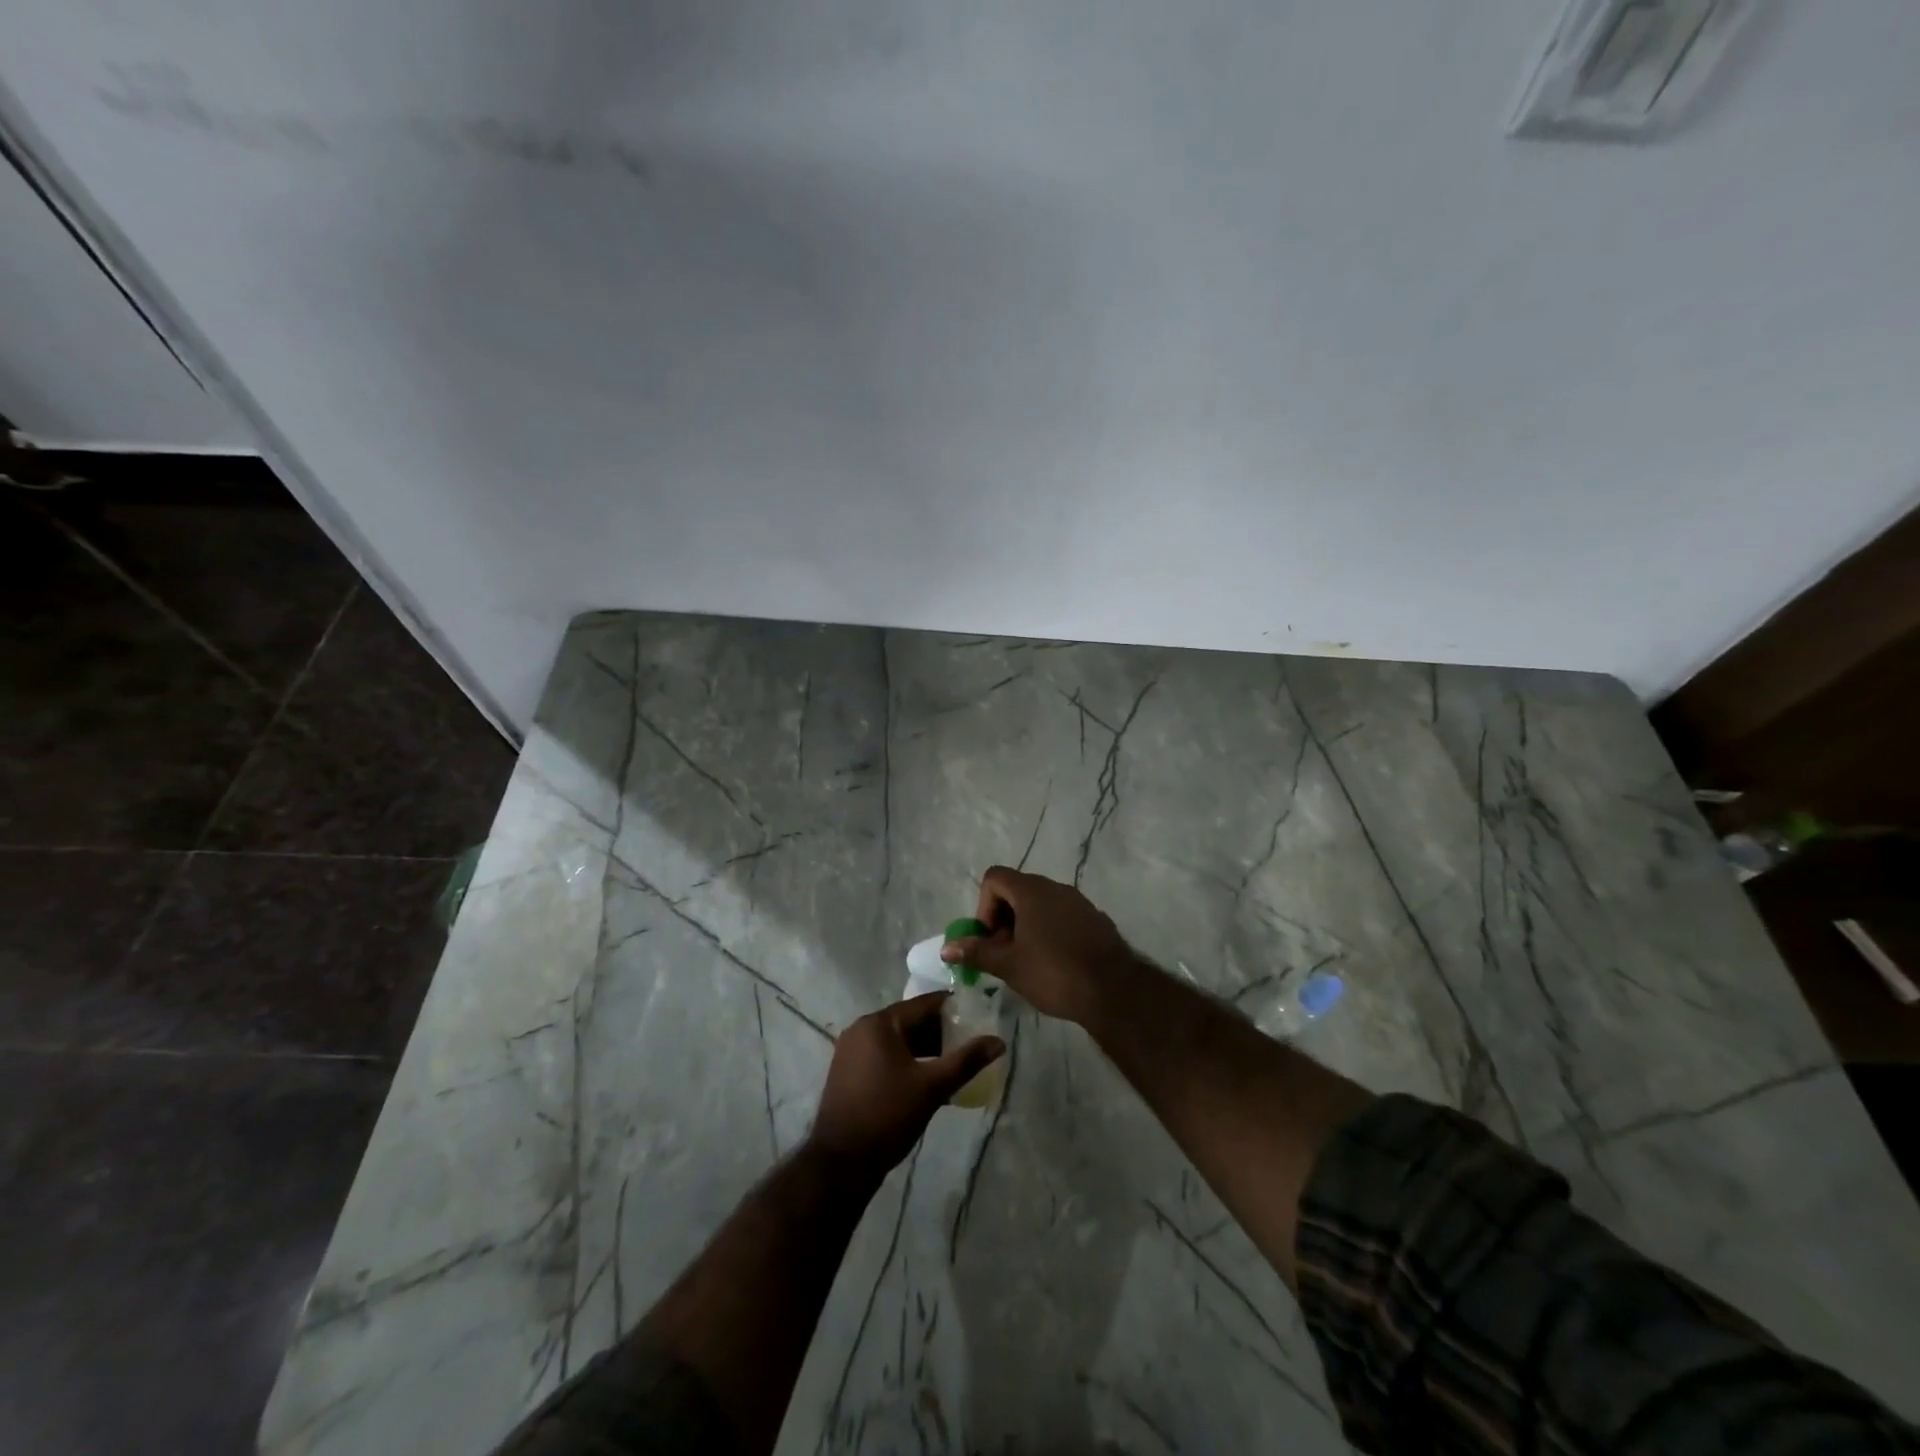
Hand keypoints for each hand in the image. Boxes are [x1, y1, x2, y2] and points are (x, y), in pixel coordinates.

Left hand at [807, 993, 1004, 1177]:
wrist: (841, 1162)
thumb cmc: (888, 1115)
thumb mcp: (932, 1087)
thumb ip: (966, 1060)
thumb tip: (999, 1041)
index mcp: (879, 1023)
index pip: (923, 1004)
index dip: (953, 1008)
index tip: (978, 1015)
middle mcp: (861, 1028)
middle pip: (910, 1021)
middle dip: (940, 1031)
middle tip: (970, 1043)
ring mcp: (851, 1050)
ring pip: (898, 1040)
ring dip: (925, 1049)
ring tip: (954, 1063)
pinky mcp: (848, 1071)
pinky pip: (885, 1055)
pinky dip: (907, 1060)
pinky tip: (927, 1078)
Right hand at [942, 866, 1133, 1024]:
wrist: (1114, 991)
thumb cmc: (1054, 973)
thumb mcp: (1009, 965)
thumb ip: (977, 952)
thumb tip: (947, 947)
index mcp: (1031, 891)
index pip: (995, 877)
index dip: (984, 905)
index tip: (991, 938)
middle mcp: (1055, 887)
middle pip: (1017, 890)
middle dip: (1003, 919)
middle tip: (1004, 954)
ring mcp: (1079, 902)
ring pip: (1041, 904)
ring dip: (1026, 926)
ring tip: (1028, 961)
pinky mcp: (1095, 919)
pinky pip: (1063, 916)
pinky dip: (1050, 931)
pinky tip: (1055, 963)